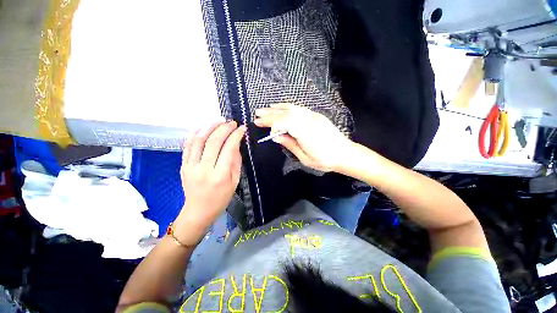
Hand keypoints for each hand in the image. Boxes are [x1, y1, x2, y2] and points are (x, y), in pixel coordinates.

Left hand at [176, 120, 246, 243]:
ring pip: (198, 140)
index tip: (242, 128)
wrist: (199, 210)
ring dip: (209, 127)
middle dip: (224, 128)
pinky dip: (195, 133)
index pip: (229, 149)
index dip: (236, 135)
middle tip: (232, 122)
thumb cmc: (221, 198)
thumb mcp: (235, 181)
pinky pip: (187, 145)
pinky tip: (203, 127)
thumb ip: (236, 161)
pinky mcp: (183, 165)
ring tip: (219, 121)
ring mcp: (191, 166)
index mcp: (221, 175)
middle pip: (213, 141)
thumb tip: (236, 143)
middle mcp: (204, 169)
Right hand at [254, 103, 352, 171]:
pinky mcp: (316, 115)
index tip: (259, 124)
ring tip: (265, 109)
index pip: (283, 123)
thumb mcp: (304, 158)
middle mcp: (308, 120)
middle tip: (257, 114)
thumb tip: (275, 136)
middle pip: (285, 114)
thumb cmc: (324, 160)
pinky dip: (288, 106)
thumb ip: (290, 144)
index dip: (270, 123)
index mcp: (305, 132)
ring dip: (277, 108)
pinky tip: (281, 106)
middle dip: (270, 114)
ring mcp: (313, 116)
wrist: (344, 153)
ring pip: (292, 109)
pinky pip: (299, 108)